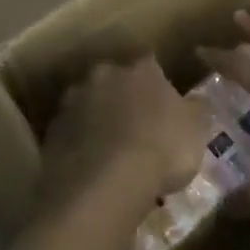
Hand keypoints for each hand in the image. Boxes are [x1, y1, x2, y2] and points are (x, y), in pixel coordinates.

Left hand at [38, 56, 210, 218]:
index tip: (163, 103)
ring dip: (97, 118)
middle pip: (114, 79)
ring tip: (109, 148)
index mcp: (141, 68)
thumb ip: (196, 109)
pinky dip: (79, 143)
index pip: (151, 64)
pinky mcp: (52, 131)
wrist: (104, 184)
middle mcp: (104, 75)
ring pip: (88, 104)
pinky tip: (89, 165)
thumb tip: (195, 99)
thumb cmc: (160, 149)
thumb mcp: (196, 130)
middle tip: (134, 124)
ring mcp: (73, 101)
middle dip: (122, 96)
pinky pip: (71, 133)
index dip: (157, 84)